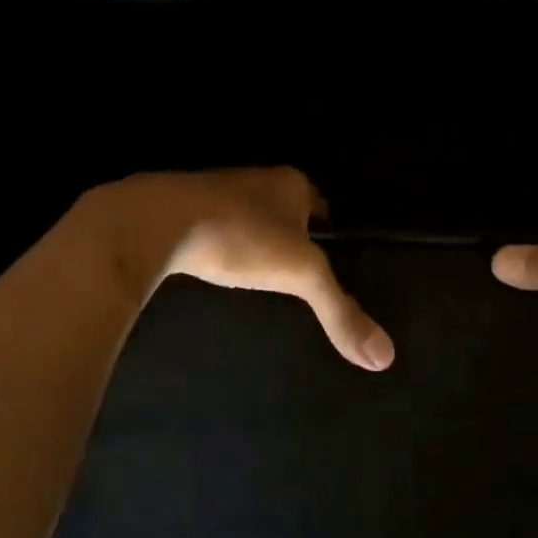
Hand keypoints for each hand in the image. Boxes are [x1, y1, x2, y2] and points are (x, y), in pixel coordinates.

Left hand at [78, 167, 393, 370]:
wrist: (153, 223)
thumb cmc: (239, 237)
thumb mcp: (300, 275)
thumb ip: (341, 312)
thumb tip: (385, 358)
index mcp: (289, 184)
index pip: (320, 204)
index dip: (326, 230)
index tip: (329, 258)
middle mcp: (254, 179)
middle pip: (283, 208)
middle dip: (290, 234)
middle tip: (296, 271)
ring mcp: (213, 191)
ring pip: (246, 215)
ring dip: (253, 238)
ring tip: (259, 274)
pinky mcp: (179, 208)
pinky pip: (211, 225)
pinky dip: (219, 243)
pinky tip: (216, 266)